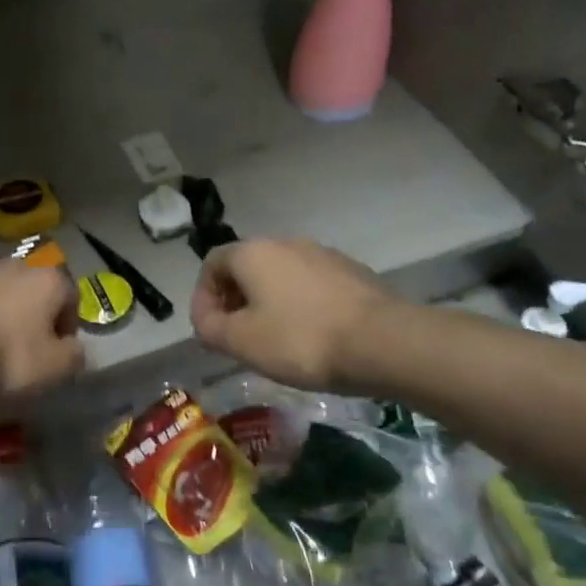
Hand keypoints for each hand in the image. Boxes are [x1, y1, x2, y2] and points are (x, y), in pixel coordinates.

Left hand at [0, 263, 83, 399]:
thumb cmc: (8, 356)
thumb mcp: (55, 367)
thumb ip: (74, 355)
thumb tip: (75, 349)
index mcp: (47, 279)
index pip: (70, 296)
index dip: (68, 325)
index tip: (57, 351)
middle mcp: (14, 265)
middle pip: (32, 290)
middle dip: (32, 315)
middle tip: (25, 348)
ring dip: (0, 312)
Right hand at [190, 239, 397, 390]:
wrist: (383, 342)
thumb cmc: (300, 340)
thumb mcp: (240, 341)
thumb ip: (210, 327)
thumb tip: (207, 319)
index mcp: (253, 252)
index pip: (211, 264)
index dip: (203, 298)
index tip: (209, 331)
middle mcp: (286, 242)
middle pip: (247, 268)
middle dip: (235, 301)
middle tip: (236, 338)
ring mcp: (324, 255)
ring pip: (280, 277)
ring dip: (267, 304)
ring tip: (273, 341)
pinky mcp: (352, 273)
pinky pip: (310, 286)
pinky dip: (298, 306)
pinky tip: (309, 337)